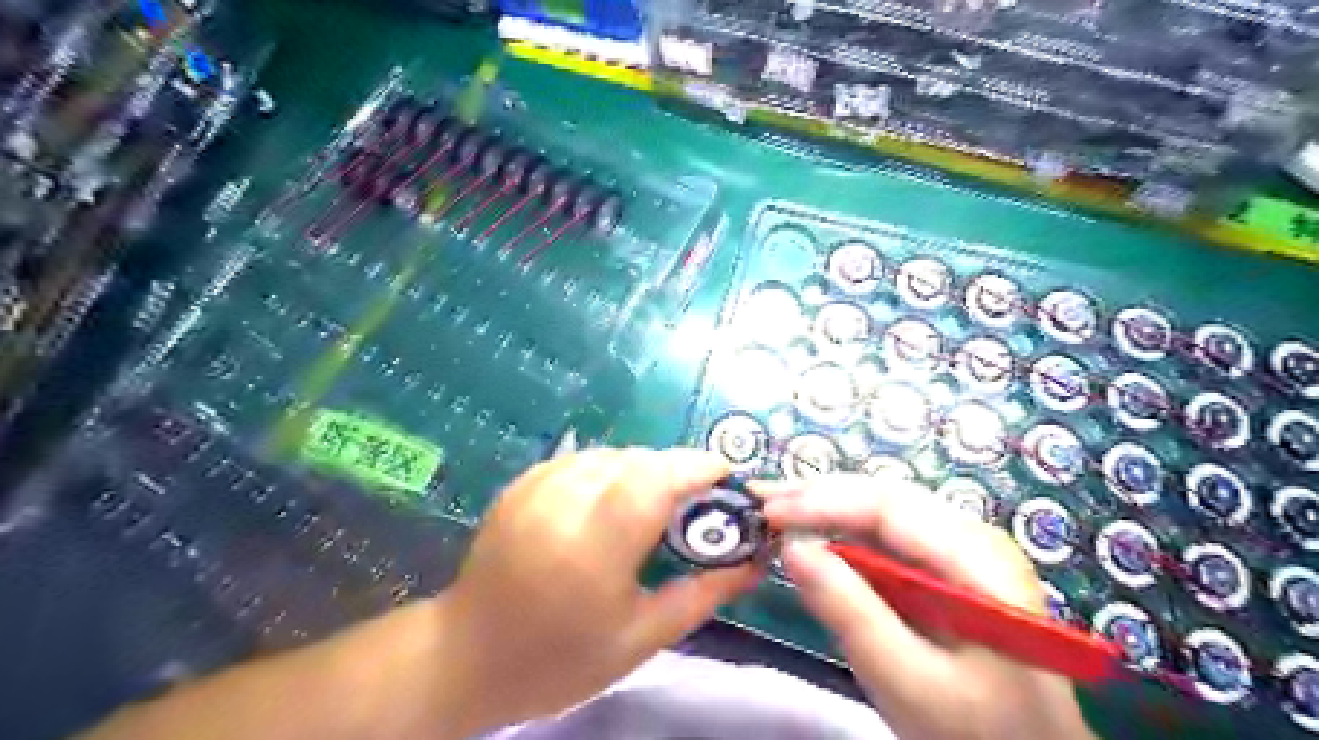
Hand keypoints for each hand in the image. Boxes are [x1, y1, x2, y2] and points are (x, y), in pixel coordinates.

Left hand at [439, 448, 758, 732]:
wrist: (467, 655)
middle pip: (637, 460)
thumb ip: (702, 594)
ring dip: (644, 468)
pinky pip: (583, 459)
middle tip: (696, 500)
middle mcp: (563, 505)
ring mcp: (537, 488)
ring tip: (656, 502)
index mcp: (593, 549)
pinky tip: (613, 499)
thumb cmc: (560, 659)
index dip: (695, 467)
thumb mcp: (641, 639)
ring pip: (612, 454)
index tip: (725, 475)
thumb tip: (753, 562)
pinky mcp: (523, 482)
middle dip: (676, 469)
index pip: (653, 480)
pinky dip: (611, 469)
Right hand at [759, 475, 1097, 738]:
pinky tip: (811, 535)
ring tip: (776, 508)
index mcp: (978, 558)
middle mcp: (972, 537)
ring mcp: (960, 550)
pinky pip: (885, 537)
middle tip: (761, 498)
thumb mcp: (907, 681)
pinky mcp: (944, 567)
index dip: (823, 501)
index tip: (768, 512)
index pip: (890, 507)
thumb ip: (850, 612)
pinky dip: (841, 533)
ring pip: (881, 512)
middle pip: (885, 499)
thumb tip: (791, 547)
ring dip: (826, 508)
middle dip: (818, 495)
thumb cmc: (976, 731)